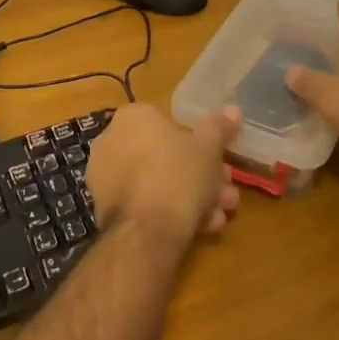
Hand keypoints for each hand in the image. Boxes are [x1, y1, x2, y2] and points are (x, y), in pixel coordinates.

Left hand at [87, 104, 241, 253]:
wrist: (146, 230)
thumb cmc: (178, 175)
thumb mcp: (209, 148)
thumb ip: (220, 127)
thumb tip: (234, 108)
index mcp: (132, 118)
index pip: (171, 124)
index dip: (203, 145)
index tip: (222, 163)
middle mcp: (112, 141)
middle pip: (166, 156)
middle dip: (201, 176)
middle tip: (226, 194)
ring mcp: (105, 176)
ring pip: (157, 182)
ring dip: (192, 197)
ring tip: (219, 217)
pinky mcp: (105, 207)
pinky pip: (143, 202)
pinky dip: (169, 212)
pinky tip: (200, 229)